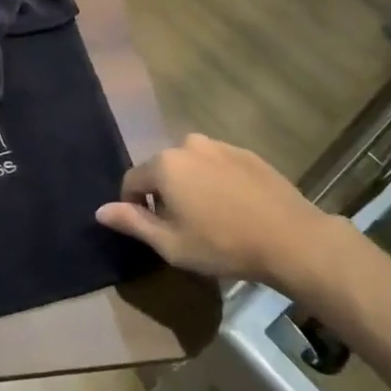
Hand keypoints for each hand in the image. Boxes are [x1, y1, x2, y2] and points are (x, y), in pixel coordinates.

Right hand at [95, 133, 350, 299]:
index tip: (152, 230)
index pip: (132, 181)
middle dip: (164, 194)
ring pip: (190, 166)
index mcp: (165, 164)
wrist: (290, 239)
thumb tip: (100, 210)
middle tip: (182, 226)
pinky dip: (216, 182)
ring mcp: (220, 146)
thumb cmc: (222, 245)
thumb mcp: (170, 244)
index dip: (134, 206)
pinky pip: (217, 165)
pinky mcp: (247, 153)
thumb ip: (132, 222)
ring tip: (210, 217)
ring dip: (191, 186)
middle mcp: (188, 145)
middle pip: (162, 169)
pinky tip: (234, 208)